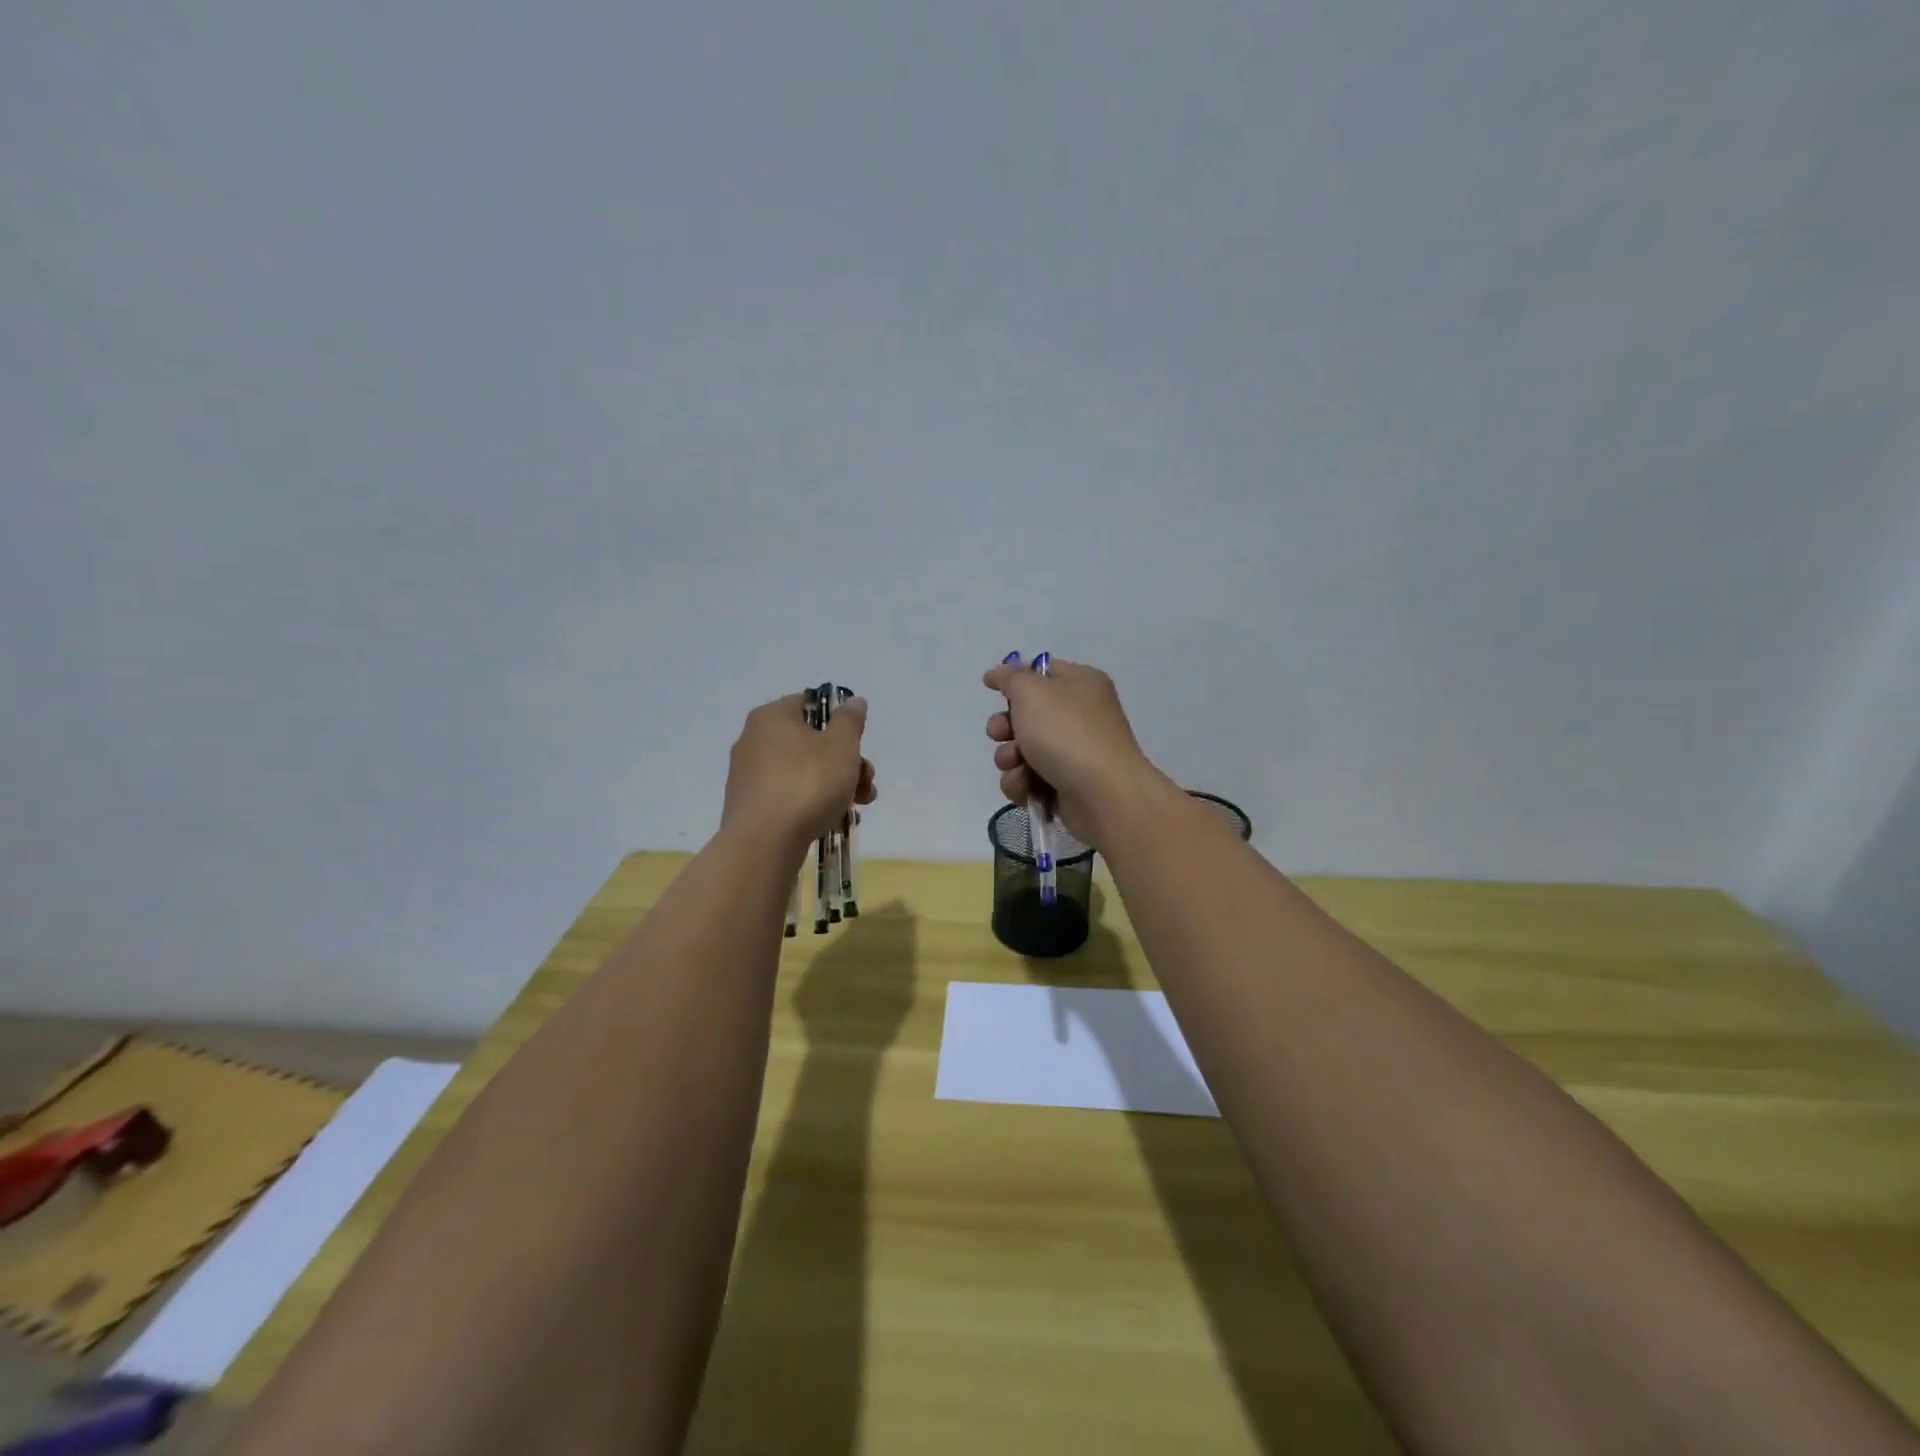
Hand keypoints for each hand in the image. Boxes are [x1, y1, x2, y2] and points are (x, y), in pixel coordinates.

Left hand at [721, 693, 875, 854]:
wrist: (764, 843)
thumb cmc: (807, 784)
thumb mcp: (841, 746)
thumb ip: (850, 721)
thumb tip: (853, 701)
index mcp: (771, 717)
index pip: (810, 703)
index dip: (839, 720)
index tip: (858, 743)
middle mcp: (754, 740)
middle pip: (811, 741)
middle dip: (846, 761)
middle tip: (866, 781)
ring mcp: (749, 776)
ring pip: (803, 770)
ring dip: (836, 784)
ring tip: (859, 806)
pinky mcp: (750, 806)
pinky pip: (789, 795)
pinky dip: (812, 802)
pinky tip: (834, 820)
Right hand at [983, 658, 1162, 846]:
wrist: (1102, 793)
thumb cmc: (1066, 732)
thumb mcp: (1031, 691)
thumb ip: (1010, 678)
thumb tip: (999, 673)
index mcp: (1080, 684)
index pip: (1043, 672)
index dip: (1015, 679)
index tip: (991, 687)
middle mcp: (1080, 715)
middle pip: (1027, 715)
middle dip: (1005, 727)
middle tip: (1000, 734)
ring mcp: (1074, 753)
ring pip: (1022, 750)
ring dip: (1009, 758)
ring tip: (1017, 766)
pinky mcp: (1066, 785)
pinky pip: (1030, 779)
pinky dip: (1022, 783)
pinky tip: (1025, 788)